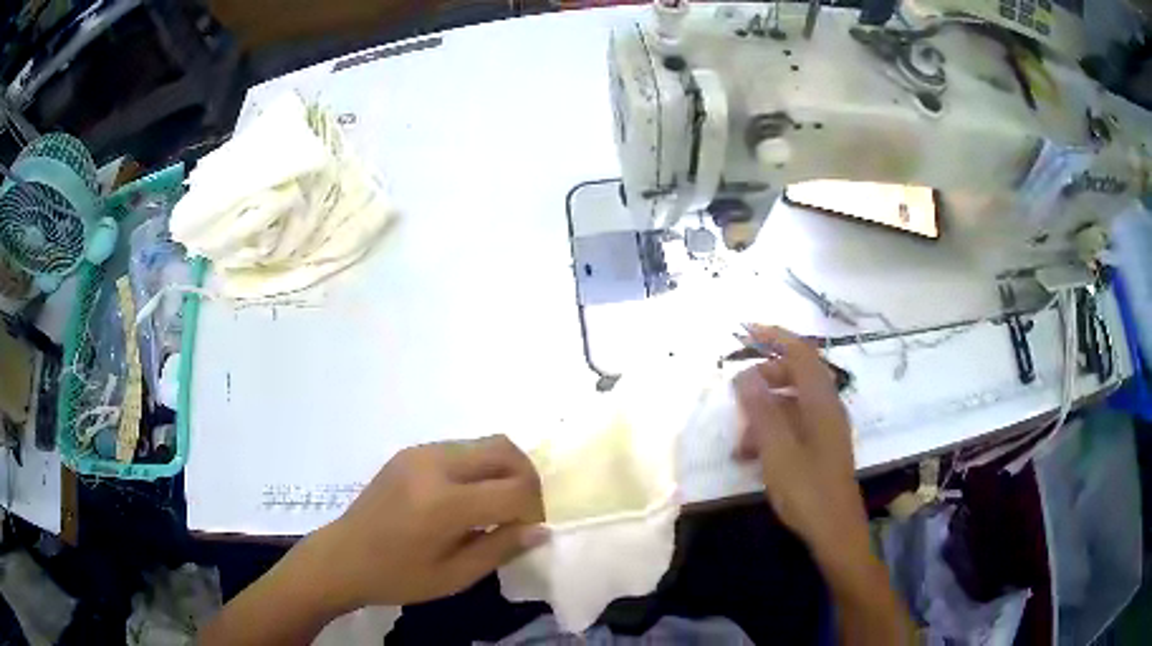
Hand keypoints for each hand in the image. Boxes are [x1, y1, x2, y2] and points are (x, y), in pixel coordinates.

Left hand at [309, 435, 547, 608]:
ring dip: (504, 470)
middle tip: (524, 512)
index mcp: (444, 503)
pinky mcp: (411, 452)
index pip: (514, 489)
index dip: (534, 509)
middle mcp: (434, 465)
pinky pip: (461, 449)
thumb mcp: (454, 576)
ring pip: (485, 444)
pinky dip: (480, 467)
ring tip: (498, 506)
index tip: (530, 530)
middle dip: (528, 479)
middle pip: (505, 451)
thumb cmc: (397, 577)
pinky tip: (469, 498)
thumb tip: (541, 529)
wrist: (342, 558)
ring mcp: (420, 453)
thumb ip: (501, 548)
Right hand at [733, 326, 868, 558]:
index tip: (747, 330)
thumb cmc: (807, 490)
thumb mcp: (777, 451)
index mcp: (821, 402)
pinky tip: (754, 457)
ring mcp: (827, 428)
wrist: (835, 531)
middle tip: (737, 395)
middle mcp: (828, 407)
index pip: (801, 353)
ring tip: (740, 443)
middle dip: (764, 380)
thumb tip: (745, 375)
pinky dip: (774, 431)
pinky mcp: (823, 447)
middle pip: (796, 375)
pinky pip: (796, 425)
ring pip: (793, 403)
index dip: (775, 336)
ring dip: (765, 413)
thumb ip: (761, 411)